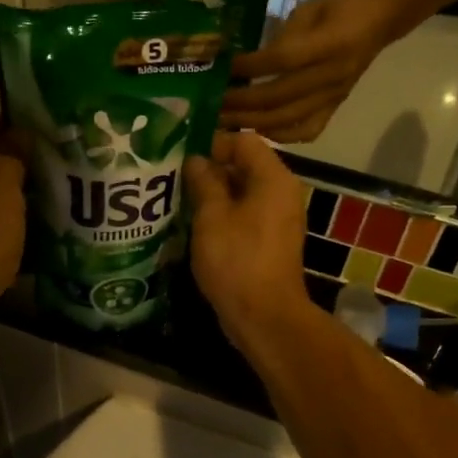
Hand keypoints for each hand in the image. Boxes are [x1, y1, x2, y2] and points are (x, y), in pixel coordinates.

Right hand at [185, 132, 310, 332]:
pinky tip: (196, 224)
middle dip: (210, 169)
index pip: (243, 141)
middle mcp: (282, 192)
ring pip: (243, 192)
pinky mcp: (270, 241)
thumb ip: (203, 182)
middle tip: (174, 177)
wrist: (264, 315)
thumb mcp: (211, 216)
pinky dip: (224, 214)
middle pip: (245, 165)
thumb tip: (196, 160)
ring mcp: (279, 218)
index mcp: (273, 178)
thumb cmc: (236, 260)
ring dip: (214, 194)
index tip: (181, 156)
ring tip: (180, 199)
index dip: (212, 143)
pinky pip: (246, 215)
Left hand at [222, 0, 402, 141]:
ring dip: (252, 123)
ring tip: (224, 123)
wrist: (382, 18)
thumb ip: (282, 35)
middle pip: (279, 97)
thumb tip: (247, 62)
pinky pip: (307, 130)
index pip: (282, 60)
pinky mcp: (335, 108)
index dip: (250, 66)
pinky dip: (280, 135)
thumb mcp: (309, 9)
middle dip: (241, 103)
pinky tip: (257, 131)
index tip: (223, 67)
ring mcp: (334, 96)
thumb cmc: (340, 6)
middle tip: (212, 104)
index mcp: (329, 43)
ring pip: (288, 119)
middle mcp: (332, 75)